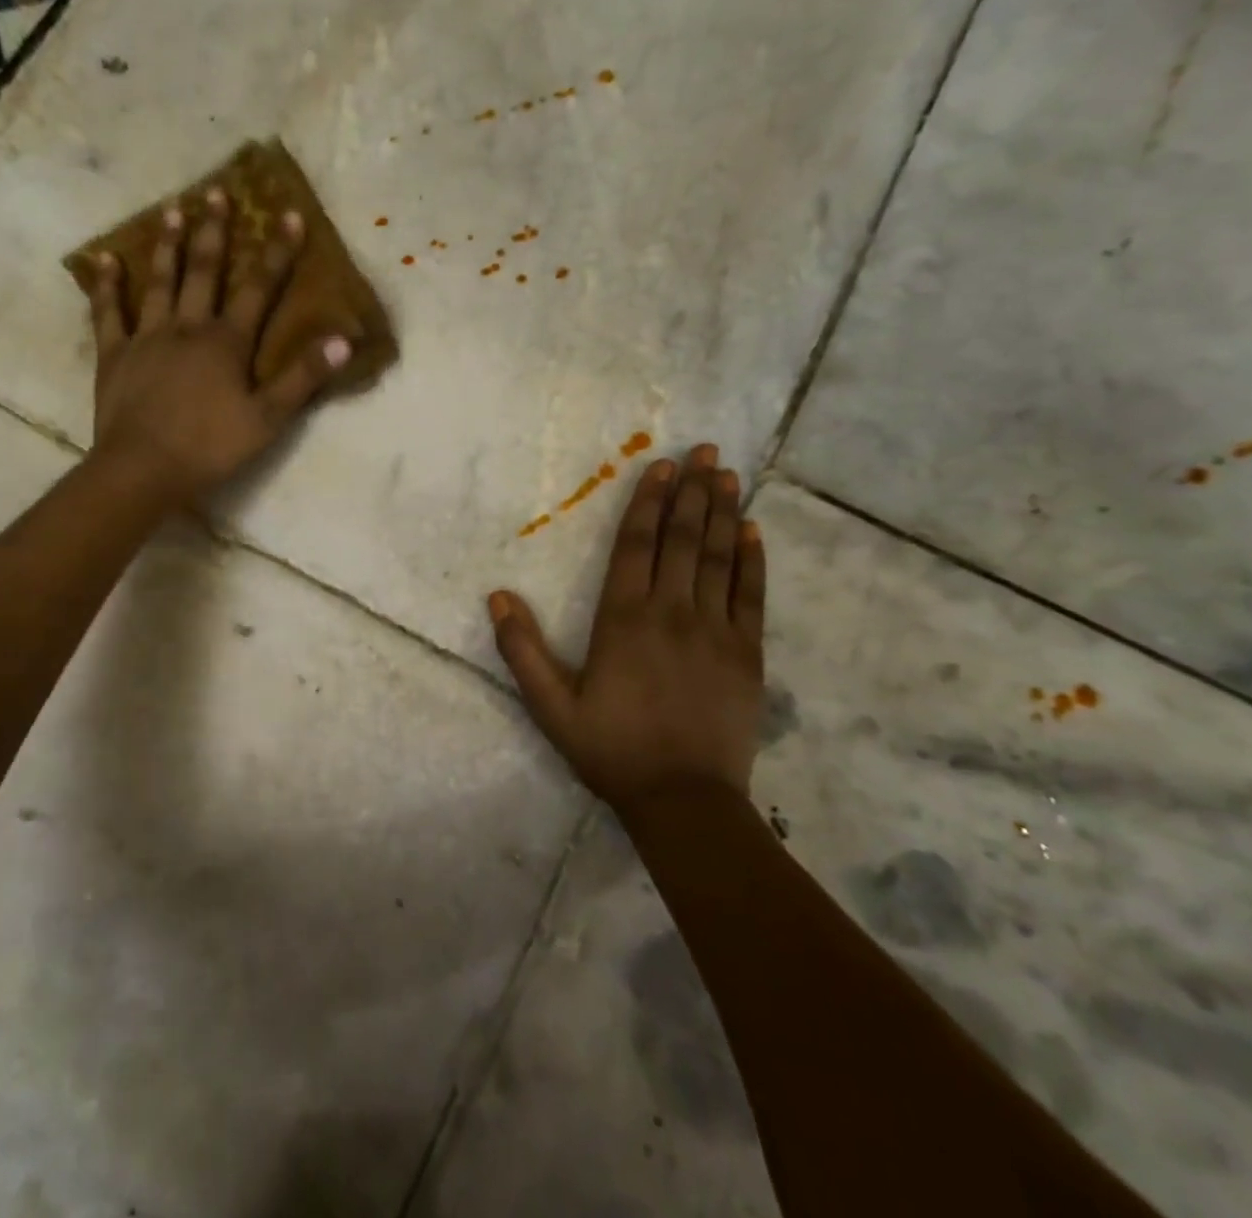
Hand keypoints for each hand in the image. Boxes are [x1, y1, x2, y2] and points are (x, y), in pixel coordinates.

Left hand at [87, 188, 351, 504]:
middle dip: (215, 232)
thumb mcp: (267, 419)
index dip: (277, 252)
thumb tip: (343, 340)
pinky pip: (109, 313)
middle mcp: (188, 327)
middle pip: (204, 272)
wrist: (142, 469)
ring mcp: (148, 338)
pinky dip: (107, 286)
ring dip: (168, 245)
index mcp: (227, 342)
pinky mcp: (115, 355)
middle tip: (217, 192)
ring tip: (172, 209)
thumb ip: (303, 378)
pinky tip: (105, 259)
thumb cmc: (210, 447)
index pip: (258, 289)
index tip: (288, 214)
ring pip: (160, 282)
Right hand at [488, 444, 765, 810]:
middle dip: (693, 492)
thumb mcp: (550, 706)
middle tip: (705, 451)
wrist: (684, 801)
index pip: (636, 546)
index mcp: (623, 620)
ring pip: (718, 559)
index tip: (661, 468)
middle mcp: (671, 613)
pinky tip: (753, 532)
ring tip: (729, 475)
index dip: (648, 503)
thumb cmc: (612, 749)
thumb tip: (498, 595)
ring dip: (724, 513)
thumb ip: (522, 650)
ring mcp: (715, 631)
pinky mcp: (747, 654)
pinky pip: (751, 596)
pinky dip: (753, 561)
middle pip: (682, 540)